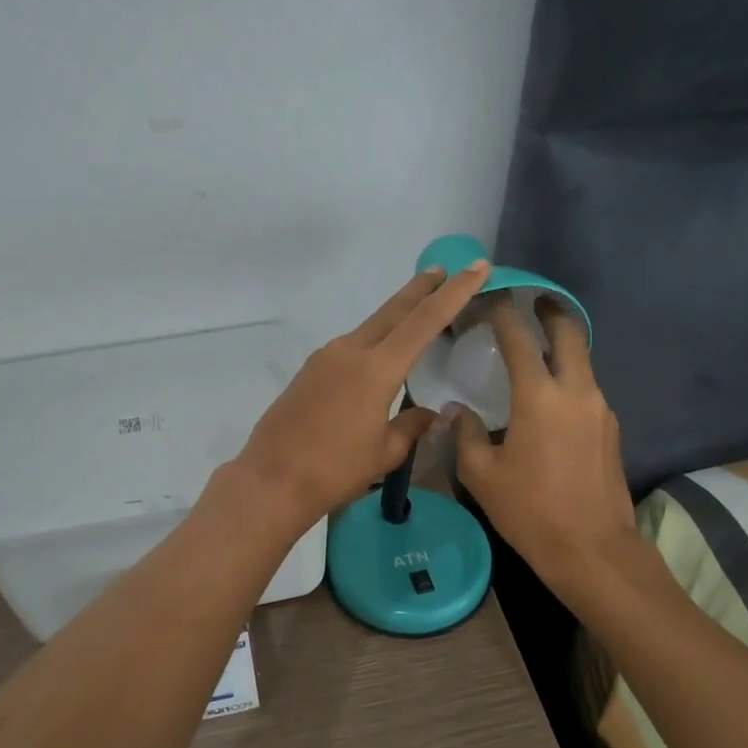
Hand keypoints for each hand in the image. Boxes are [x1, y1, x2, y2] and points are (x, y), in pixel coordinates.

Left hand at [232, 259, 491, 529]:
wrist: (272, 480)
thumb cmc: (335, 470)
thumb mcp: (385, 452)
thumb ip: (412, 426)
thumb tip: (432, 415)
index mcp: (377, 368)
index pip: (425, 320)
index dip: (454, 292)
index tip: (475, 267)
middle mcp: (350, 351)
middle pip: (394, 310)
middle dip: (422, 289)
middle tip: (444, 270)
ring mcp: (325, 357)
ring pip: (370, 327)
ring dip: (395, 316)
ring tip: (417, 311)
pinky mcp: (309, 370)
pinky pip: (350, 346)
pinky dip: (373, 340)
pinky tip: (378, 356)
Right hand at [451, 295, 638, 593]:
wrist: (592, 550)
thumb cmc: (529, 510)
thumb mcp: (481, 474)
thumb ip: (466, 434)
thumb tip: (456, 411)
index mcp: (539, 397)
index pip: (519, 339)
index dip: (503, 312)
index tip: (491, 295)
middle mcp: (576, 392)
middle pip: (569, 334)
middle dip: (551, 312)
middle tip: (534, 300)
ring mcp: (600, 410)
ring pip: (582, 361)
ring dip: (562, 346)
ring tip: (537, 349)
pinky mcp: (611, 430)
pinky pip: (587, 389)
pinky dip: (569, 377)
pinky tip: (550, 396)